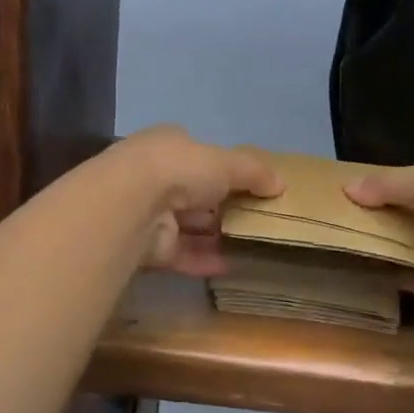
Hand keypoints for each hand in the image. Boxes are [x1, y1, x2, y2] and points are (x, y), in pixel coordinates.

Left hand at [112, 126, 283, 275]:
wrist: (132, 203)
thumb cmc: (180, 169)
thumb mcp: (226, 162)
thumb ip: (254, 171)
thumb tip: (281, 184)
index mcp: (169, 145)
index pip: (199, 156)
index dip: (224, 170)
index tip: (251, 187)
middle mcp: (155, 176)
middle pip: (195, 194)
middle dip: (223, 207)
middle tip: (257, 221)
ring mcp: (149, 213)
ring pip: (189, 226)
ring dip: (216, 236)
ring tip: (251, 247)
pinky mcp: (148, 247)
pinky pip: (182, 254)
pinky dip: (205, 259)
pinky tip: (231, 266)